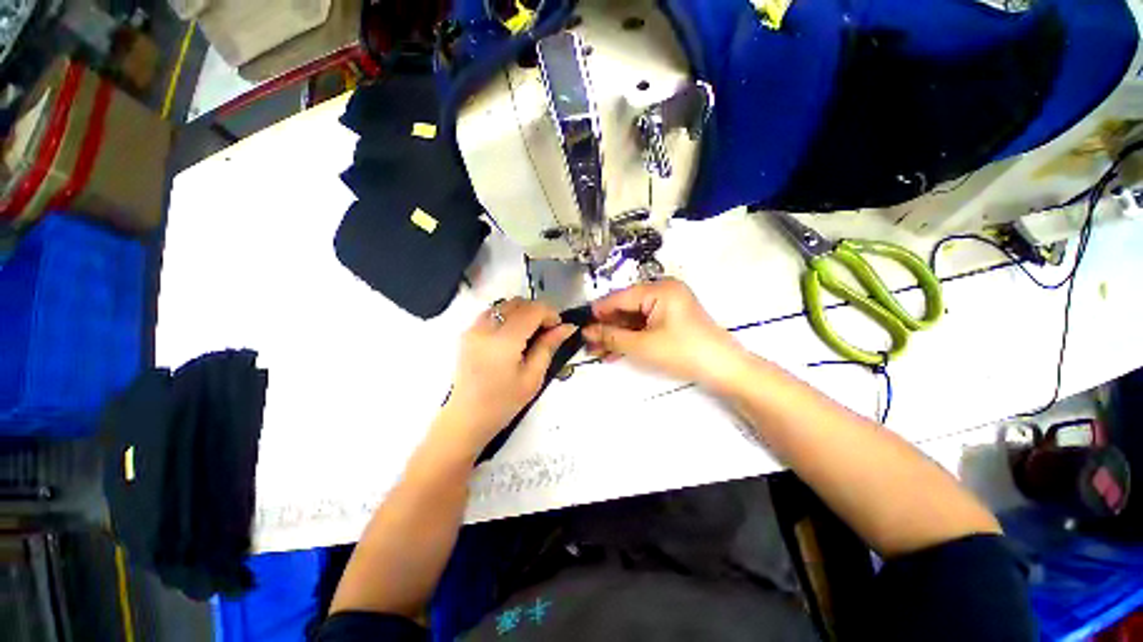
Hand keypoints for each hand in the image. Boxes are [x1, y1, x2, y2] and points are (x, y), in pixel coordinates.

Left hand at [441, 298, 575, 449]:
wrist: (466, 418)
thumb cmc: (503, 403)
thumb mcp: (532, 377)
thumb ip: (548, 346)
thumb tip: (567, 327)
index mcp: (504, 341)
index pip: (532, 310)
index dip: (550, 313)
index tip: (558, 327)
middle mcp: (486, 328)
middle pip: (518, 303)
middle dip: (537, 311)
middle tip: (546, 331)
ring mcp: (473, 328)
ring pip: (504, 304)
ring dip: (522, 312)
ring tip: (530, 333)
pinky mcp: (467, 332)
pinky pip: (492, 312)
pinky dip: (507, 316)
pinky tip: (512, 335)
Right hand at [583, 279, 743, 386]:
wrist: (724, 370)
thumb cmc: (683, 352)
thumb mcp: (642, 345)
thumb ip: (611, 336)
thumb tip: (586, 331)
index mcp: (659, 289)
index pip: (620, 297)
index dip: (598, 312)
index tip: (579, 325)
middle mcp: (663, 291)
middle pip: (626, 308)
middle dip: (606, 327)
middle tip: (587, 343)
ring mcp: (668, 306)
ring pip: (634, 319)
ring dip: (616, 335)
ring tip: (596, 351)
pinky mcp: (671, 319)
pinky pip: (644, 325)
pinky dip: (631, 338)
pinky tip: (614, 352)